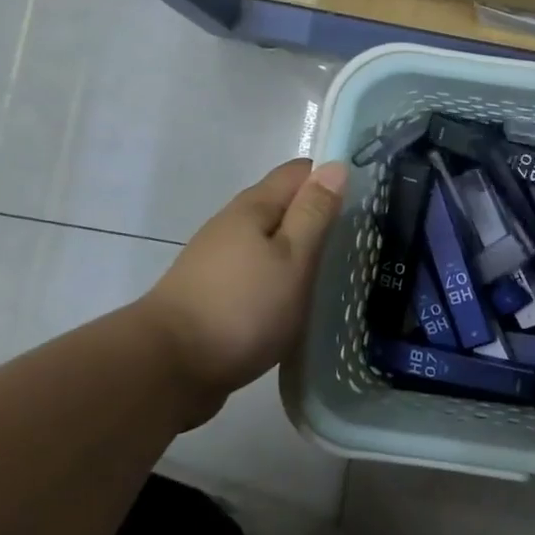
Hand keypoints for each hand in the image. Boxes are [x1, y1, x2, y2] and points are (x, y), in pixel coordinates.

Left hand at [138, 158, 346, 425]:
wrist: (168, 369)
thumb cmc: (242, 308)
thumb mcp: (292, 258)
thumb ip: (314, 213)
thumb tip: (335, 166)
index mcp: (253, 208)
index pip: (299, 172)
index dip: (332, 177)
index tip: (367, 200)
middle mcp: (232, 226)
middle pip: (283, 206)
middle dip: (320, 216)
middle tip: (360, 240)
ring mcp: (219, 261)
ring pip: (271, 241)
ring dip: (301, 250)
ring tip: (338, 272)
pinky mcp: (215, 294)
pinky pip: (259, 272)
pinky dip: (282, 277)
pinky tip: (299, 299)